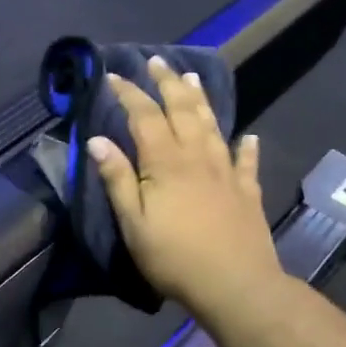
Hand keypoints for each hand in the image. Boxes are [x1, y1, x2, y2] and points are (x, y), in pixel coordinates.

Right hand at [88, 57, 282, 320]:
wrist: (235, 285)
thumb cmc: (174, 257)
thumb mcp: (133, 223)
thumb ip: (118, 179)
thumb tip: (98, 140)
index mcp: (165, 163)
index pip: (144, 116)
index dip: (128, 93)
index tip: (113, 75)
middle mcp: (197, 157)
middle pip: (181, 110)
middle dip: (167, 83)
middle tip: (156, 61)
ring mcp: (226, 172)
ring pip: (212, 126)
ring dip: (200, 99)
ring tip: (193, 77)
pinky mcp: (247, 191)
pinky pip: (246, 161)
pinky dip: (246, 146)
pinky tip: (248, 136)